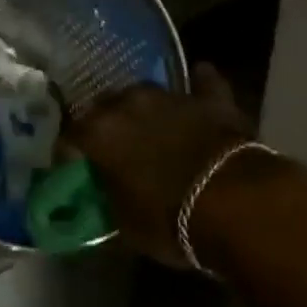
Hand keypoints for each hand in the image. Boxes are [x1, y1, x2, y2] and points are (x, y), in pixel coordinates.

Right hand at [71, 63, 255, 265]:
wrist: (234, 203)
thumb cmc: (171, 220)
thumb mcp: (127, 225)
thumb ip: (109, 197)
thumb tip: (102, 190)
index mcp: (101, 131)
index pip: (72, 133)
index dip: (71, 148)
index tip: (74, 161)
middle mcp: (129, 102)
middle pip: (107, 104)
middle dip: (108, 121)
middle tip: (114, 144)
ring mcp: (170, 95)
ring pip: (147, 93)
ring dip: (145, 108)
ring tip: (151, 125)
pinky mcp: (210, 98)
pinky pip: (203, 84)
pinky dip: (200, 86)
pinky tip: (200, 81)